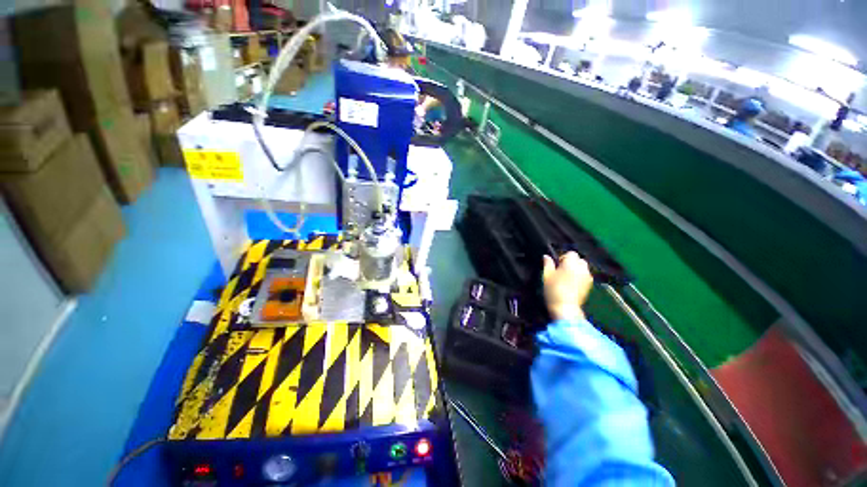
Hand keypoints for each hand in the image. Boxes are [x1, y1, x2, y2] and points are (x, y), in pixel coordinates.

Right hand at [542, 252, 593, 321]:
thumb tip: (546, 256)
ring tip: (569, 277)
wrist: (565, 307)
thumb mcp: (546, 275)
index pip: (571, 253)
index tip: (557, 265)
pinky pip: (586, 276)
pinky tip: (574, 283)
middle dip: (572, 262)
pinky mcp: (590, 285)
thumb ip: (548, 264)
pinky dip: (581, 276)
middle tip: (562, 270)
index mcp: (571, 263)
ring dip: (577, 269)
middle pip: (580, 259)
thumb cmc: (553, 290)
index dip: (563, 257)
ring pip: (584, 268)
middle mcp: (582, 268)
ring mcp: (588, 277)